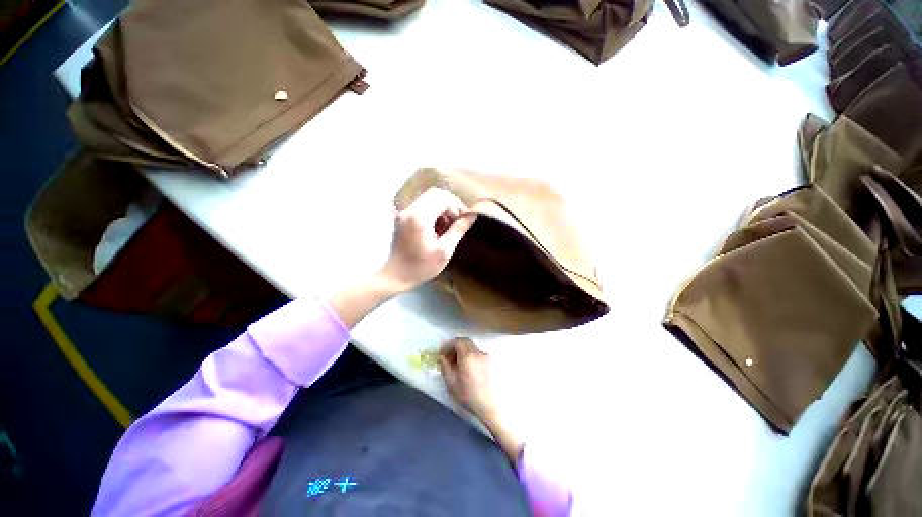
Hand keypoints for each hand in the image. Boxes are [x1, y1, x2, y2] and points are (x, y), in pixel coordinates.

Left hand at [380, 188, 476, 292]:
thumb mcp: (444, 250)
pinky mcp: (403, 217)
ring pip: (428, 198)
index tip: (463, 221)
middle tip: (457, 221)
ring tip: (447, 227)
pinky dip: (433, 212)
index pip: (443, 198)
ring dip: (442, 208)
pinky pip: (422, 205)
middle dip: (450, 205)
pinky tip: (437, 228)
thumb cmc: (421, 267)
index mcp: (419, 217)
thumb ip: (458, 230)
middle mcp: (410, 210)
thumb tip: (472, 216)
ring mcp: (404, 212)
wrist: (396, 275)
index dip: (457, 206)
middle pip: (435, 193)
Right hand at [438, 338, 497, 420]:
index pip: (457, 341)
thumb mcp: (451, 382)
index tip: (442, 354)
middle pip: (465, 341)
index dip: (447, 346)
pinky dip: (469, 354)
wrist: (489, 404)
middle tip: (448, 357)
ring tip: (457, 363)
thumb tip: (441, 357)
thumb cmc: (469, 395)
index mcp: (468, 355)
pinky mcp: (489, 361)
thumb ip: (445, 366)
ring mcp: (484, 355)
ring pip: (471, 346)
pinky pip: (476, 352)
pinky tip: (467, 367)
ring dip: (462, 350)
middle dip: (455, 347)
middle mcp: (477, 352)